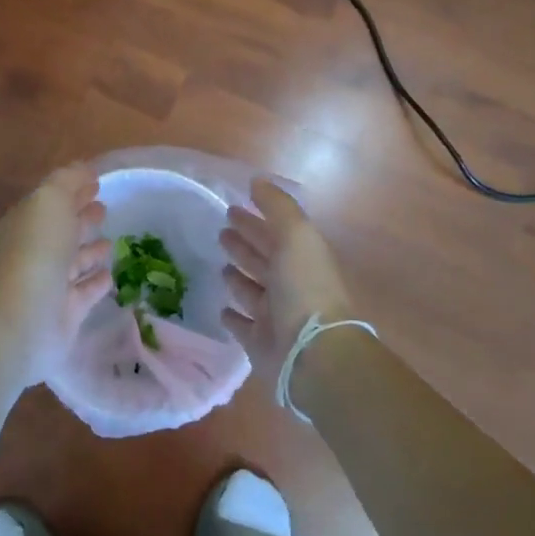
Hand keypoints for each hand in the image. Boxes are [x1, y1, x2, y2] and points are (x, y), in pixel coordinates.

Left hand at [0, 164, 112, 385]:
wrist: (21, 321)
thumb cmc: (36, 252)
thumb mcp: (49, 201)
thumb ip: (67, 181)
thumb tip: (85, 170)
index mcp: (27, 222)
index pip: (52, 201)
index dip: (73, 189)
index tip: (97, 182)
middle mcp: (35, 251)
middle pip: (62, 230)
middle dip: (82, 217)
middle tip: (104, 208)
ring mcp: (49, 284)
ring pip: (74, 262)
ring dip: (90, 250)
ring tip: (111, 240)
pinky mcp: (65, 313)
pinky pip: (85, 292)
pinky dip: (97, 282)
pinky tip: (110, 274)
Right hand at [219, 179, 354, 378]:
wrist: (313, 354)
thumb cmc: (304, 288)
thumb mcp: (295, 236)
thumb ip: (277, 207)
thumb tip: (257, 181)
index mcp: (300, 259)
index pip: (274, 233)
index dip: (255, 219)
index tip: (232, 207)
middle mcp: (289, 285)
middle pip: (263, 259)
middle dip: (245, 243)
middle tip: (221, 231)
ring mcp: (275, 316)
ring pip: (252, 291)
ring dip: (238, 277)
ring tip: (221, 266)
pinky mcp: (260, 343)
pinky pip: (243, 326)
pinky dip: (233, 316)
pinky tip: (222, 308)